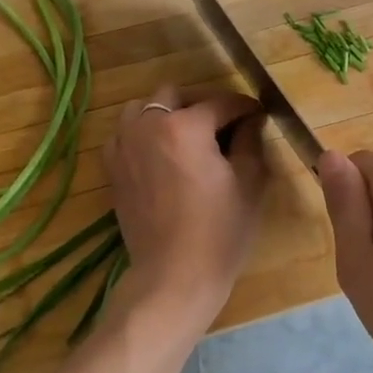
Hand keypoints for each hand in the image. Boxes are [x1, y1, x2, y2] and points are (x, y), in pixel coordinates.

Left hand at [104, 85, 268, 333]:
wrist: (173, 277)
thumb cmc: (220, 231)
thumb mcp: (249, 182)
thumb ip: (250, 140)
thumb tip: (251, 119)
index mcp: (185, 126)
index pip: (221, 103)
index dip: (245, 107)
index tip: (259, 115)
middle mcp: (149, 126)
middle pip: (176, 95)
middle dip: (203, 104)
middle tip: (225, 125)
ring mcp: (125, 146)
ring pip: (143, 108)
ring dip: (167, 113)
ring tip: (188, 135)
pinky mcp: (113, 169)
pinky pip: (125, 133)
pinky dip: (143, 133)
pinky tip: (161, 153)